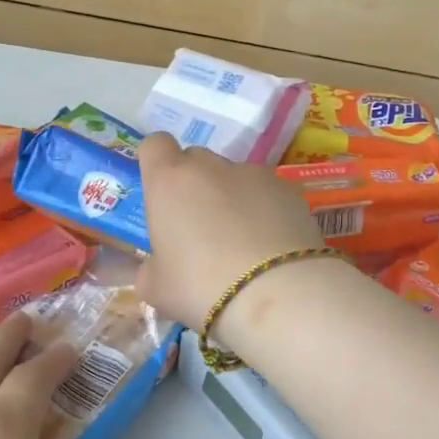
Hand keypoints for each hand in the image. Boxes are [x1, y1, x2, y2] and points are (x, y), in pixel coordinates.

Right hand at [135, 133, 325, 328]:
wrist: (276, 293)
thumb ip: (150, 268)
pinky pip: (266, 192)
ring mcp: (253, 173)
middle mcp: (209, 166)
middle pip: (195, 160)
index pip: (155, 145)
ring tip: (242, 242)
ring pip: (233, 177)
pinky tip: (270, 245)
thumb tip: (157, 265)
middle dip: (194, 185)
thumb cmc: (201, 287)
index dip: (156, 163)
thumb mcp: (157, 288)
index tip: (160, 190)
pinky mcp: (288, 188)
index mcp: (169, 181)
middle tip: (198, 226)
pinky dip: (264, 209)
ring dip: (231, 198)